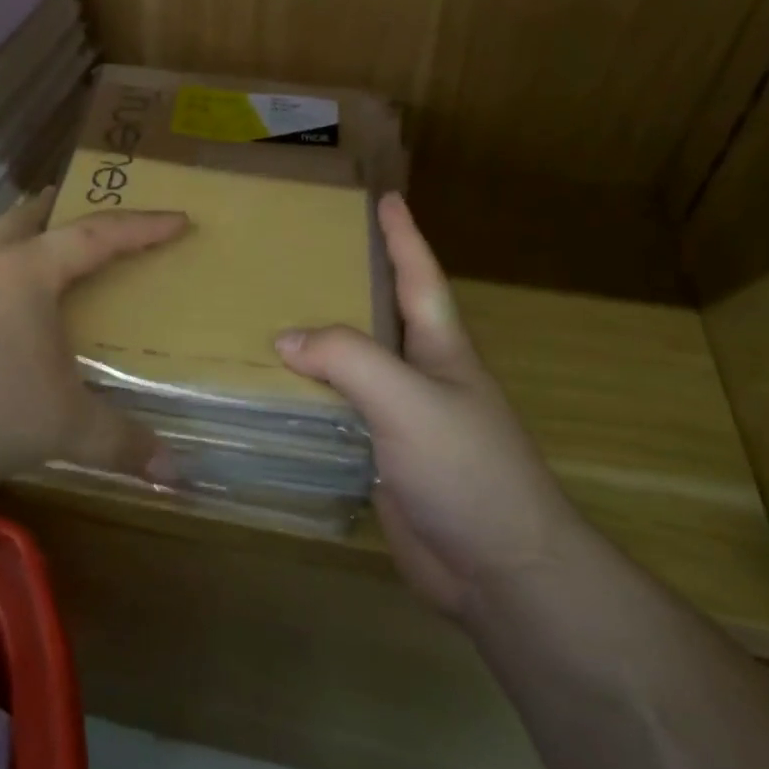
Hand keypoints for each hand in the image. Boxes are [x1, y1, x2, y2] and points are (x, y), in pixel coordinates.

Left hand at [0, 187, 187, 489]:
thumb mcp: (63, 425)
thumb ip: (121, 444)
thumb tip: (176, 475)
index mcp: (28, 272)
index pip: (97, 236)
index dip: (142, 227)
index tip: (179, 219)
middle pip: (27, 220)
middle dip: (58, 209)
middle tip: (78, 203)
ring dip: (21, 240)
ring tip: (41, 255)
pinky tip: (0, 314)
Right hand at [274, 192, 576, 618]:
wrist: (498, 569)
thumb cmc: (466, 470)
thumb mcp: (409, 401)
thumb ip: (348, 360)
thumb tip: (285, 339)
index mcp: (441, 350)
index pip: (419, 278)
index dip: (403, 237)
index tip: (386, 198)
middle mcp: (420, 377)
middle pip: (380, 318)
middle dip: (349, 284)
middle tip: (301, 257)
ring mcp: (401, 422)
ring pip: (352, 370)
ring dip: (320, 346)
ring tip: (270, 318)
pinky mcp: (381, 461)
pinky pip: (338, 416)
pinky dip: (309, 400)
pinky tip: (273, 394)